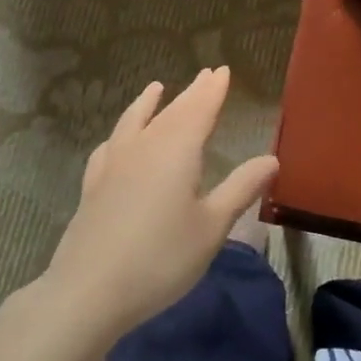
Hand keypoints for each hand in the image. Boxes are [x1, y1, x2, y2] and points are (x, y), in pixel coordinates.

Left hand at [39, 68, 278, 348]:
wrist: (89, 290)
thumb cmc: (161, 258)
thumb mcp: (212, 227)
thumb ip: (240, 189)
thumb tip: (271, 158)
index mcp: (177, 150)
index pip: (200, 109)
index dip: (213, 90)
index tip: (222, 70)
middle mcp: (144, 146)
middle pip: (172, 111)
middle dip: (191, 93)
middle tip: (205, 75)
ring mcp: (114, 164)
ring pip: (136, 121)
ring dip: (149, 103)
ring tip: (156, 88)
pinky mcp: (93, 185)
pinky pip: (110, 145)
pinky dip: (120, 133)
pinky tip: (118, 139)